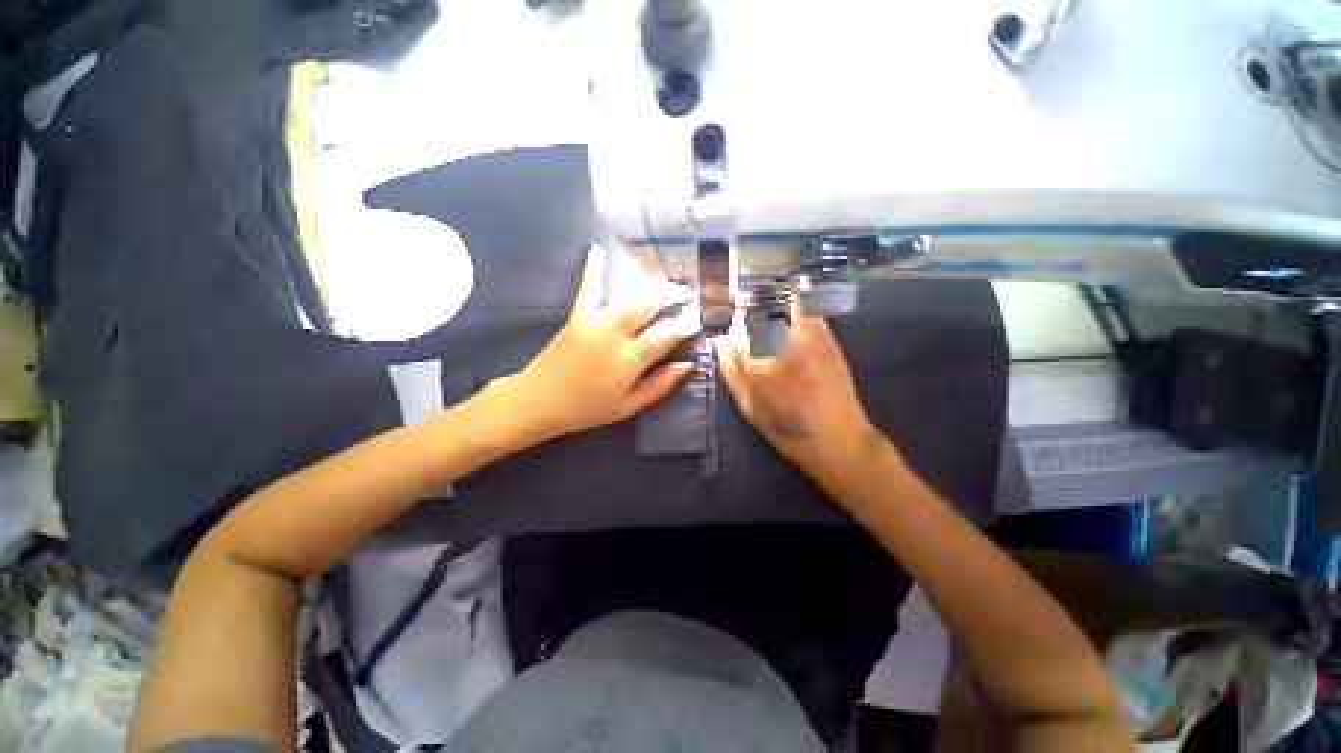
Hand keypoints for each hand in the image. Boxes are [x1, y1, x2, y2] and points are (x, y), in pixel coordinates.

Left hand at [498, 244, 699, 443]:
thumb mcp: (629, 406)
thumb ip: (660, 385)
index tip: (697, 322)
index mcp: (630, 360)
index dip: (685, 325)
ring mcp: (595, 322)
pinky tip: (598, 249)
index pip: (666, 334)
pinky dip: (593, 269)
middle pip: (650, 306)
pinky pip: (587, 289)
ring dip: (650, 285)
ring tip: (664, 283)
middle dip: (672, 296)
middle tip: (686, 294)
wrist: (540, 402)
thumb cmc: (587, 409)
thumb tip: (687, 364)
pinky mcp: (577, 316)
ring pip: (628, 296)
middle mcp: (616, 335)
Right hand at [713, 302, 889, 485]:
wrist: (834, 436)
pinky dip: (800, 303)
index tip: (737, 340)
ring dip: (773, 313)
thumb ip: (730, 371)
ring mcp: (805, 339)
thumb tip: (719, 342)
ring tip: (774, 321)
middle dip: (752, 324)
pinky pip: (810, 310)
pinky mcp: (827, 338)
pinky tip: (796, 302)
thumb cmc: (784, 428)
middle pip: (757, 320)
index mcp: (755, 364)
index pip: (736, 334)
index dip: (734, 335)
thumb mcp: (747, 406)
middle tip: (757, 335)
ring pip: (781, 312)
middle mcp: (778, 345)